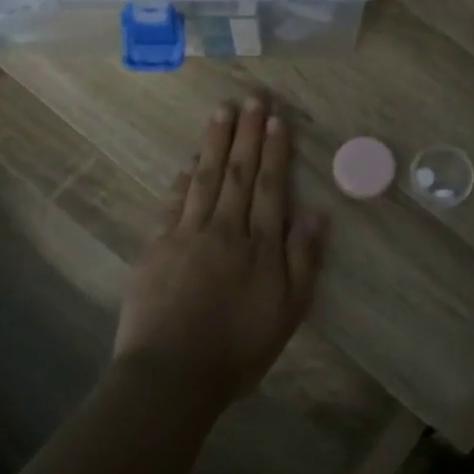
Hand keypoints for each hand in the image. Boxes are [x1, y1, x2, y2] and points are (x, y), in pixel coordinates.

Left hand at [115, 98, 327, 408]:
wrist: (172, 375)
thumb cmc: (238, 348)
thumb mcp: (288, 311)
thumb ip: (303, 259)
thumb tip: (316, 211)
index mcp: (260, 244)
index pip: (271, 186)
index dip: (275, 151)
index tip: (276, 119)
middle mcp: (225, 229)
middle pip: (238, 172)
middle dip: (246, 133)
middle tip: (251, 98)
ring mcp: (187, 234)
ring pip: (204, 178)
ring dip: (214, 142)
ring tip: (222, 112)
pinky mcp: (156, 247)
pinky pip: (172, 202)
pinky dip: (182, 178)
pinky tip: (188, 161)